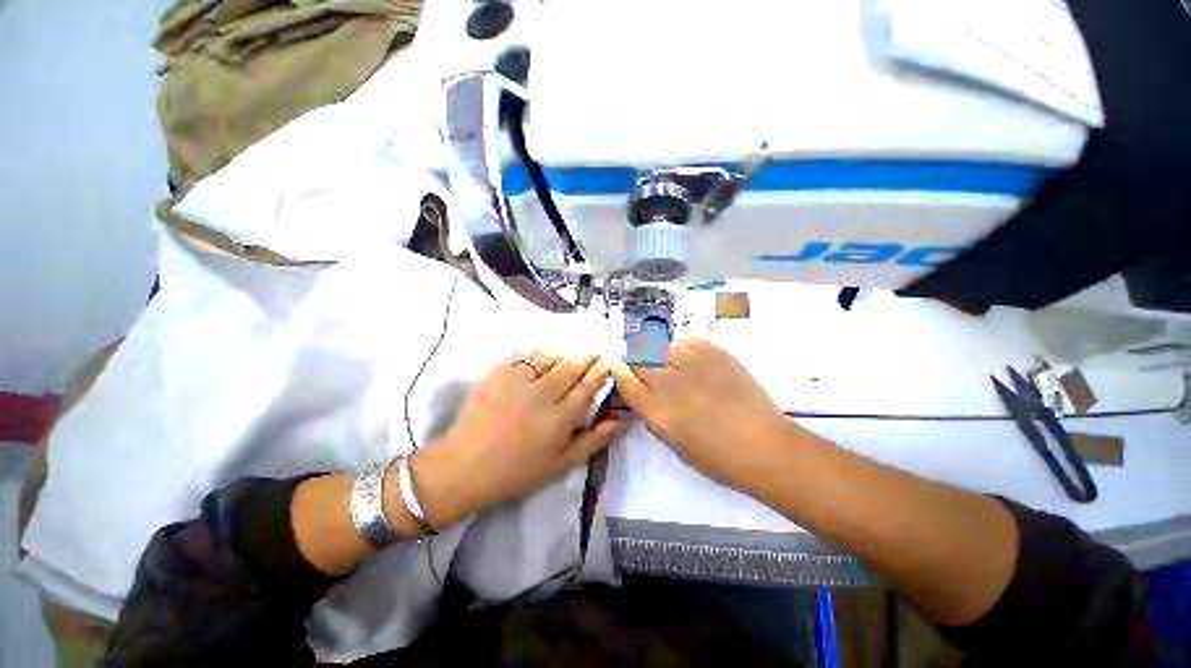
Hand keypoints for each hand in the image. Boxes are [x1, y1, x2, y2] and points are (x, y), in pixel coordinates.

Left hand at [412, 352, 627, 528]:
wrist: (466, 466)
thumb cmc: (518, 470)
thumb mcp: (562, 463)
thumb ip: (595, 440)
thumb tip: (623, 421)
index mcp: (560, 418)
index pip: (587, 386)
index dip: (601, 371)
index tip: (609, 360)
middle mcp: (542, 395)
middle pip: (570, 367)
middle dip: (587, 357)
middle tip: (597, 351)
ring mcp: (517, 381)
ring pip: (549, 358)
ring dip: (563, 356)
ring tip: (568, 358)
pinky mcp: (498, 374)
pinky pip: (524, 357)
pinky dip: (537, 357)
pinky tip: (540, 362)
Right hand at [612, 338, 802, 491]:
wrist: (766, 447)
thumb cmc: (718, 458)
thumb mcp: (675, 444)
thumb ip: (653, 416)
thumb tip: (644, 393)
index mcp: (658, 412)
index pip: (626, 381)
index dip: (620, 372)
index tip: (620, 368)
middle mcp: (671, 385)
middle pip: (640, 360)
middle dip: (638, 361)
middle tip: (645, 366)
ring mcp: (694, 366)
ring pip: (663, 347)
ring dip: (661, 354)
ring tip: (671, 362)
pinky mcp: (716, 355)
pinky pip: (688, 341)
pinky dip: (683, 347)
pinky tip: (689, 357)